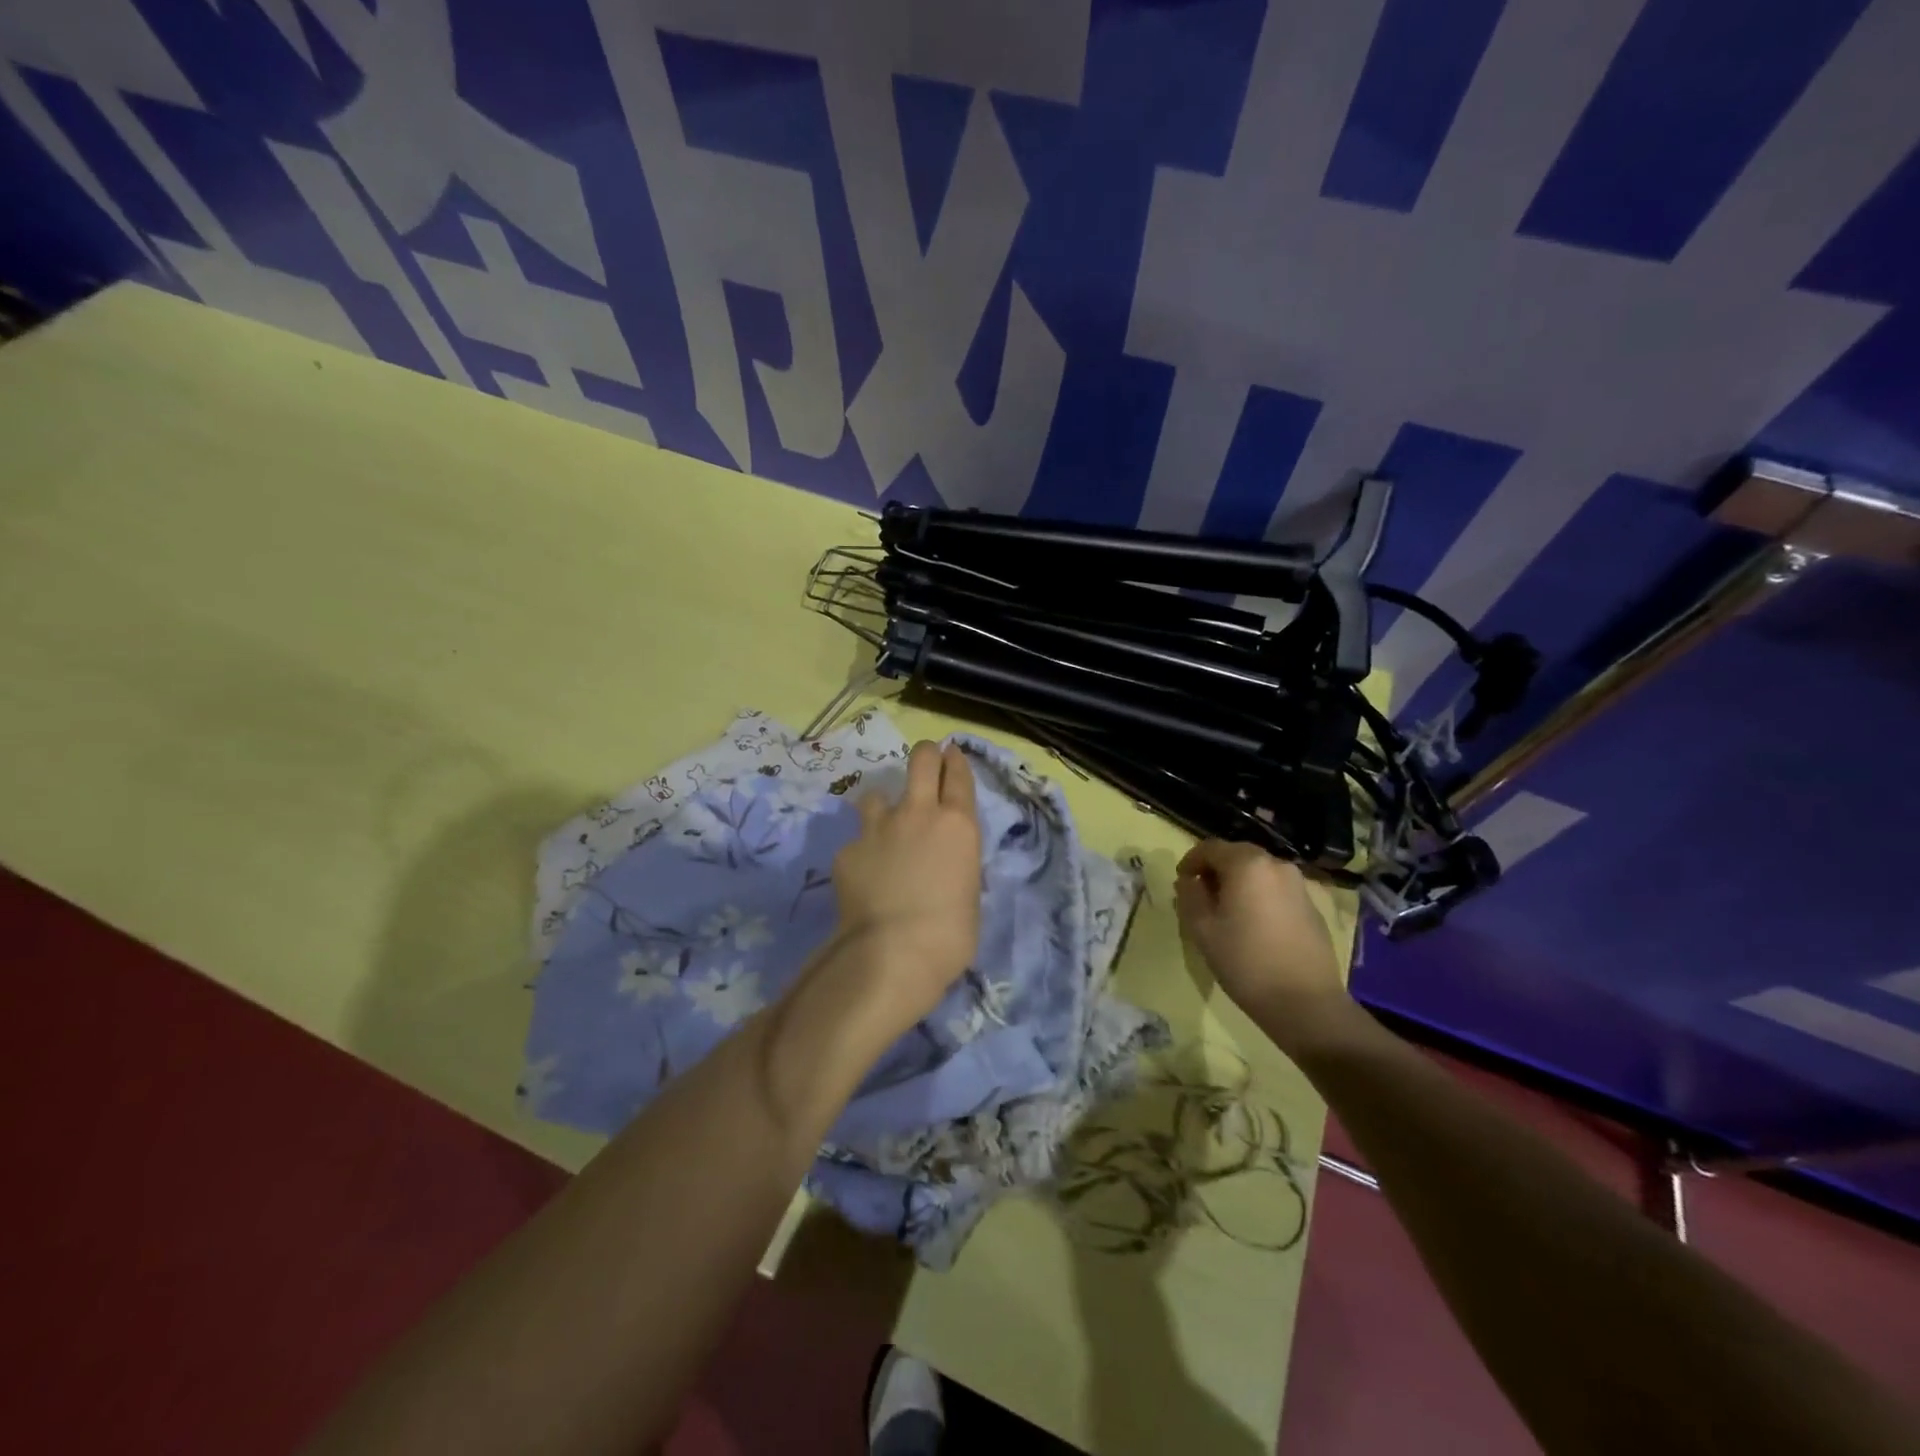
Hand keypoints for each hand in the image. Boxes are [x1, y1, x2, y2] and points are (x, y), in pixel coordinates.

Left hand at [827, 740, 981, 1033]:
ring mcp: (878, 828)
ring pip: (878, 793)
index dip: (956, 760)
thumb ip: (957, 866)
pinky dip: (862, 852)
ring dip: (884, 805)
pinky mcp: (848, 850)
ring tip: (885, 827)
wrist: (892, 953)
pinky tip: (864, 876)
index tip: (952, 755)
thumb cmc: (949, 934)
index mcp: (958, 825)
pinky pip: (857, 840)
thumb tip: (945, 866)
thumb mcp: (969, 894)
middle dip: (926, 755)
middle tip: (926, 763)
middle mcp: (918, 814)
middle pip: (921, 759)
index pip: (958, 775)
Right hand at [1174, 839, 1352, 1054]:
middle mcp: (1276, 865)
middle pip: (1237, 855)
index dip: (1190, 861)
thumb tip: (1189, 881)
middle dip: (1215, 871)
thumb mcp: (1202, 929)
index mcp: (1247, 864)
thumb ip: (1190, 895)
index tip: (1181, 882)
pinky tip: (1254, 926)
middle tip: (1201, 896)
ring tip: (1227, 912)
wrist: (1305, 1003)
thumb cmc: (1245, 961)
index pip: (1210, 848)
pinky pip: (1276, 890)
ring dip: (1238, 883)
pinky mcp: (1312, 906)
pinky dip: (1259, 897)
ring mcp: (1299, 885)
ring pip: (1258, 873)